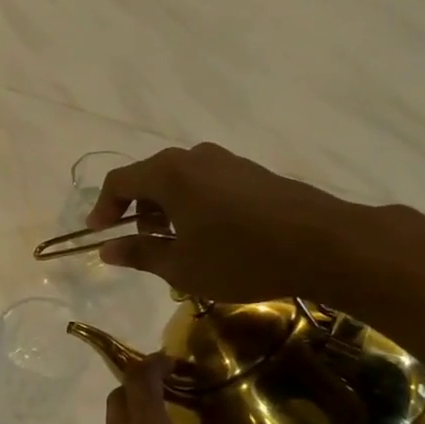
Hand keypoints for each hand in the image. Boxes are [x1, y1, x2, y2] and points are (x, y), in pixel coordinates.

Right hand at [87, 143, 380, 303]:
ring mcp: (227, 161)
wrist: (325, 244)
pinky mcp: (252, 172)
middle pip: (149, 176)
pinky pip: (206, 182)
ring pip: (179, 179)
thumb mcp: (182, 266)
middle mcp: (195, 157)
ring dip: (166, 208)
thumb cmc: (241, 258)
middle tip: (141, 244)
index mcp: (169, 174)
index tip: (99, 234)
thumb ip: (139, 253)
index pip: (119, 181)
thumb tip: (106, 249)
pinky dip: (193, 204)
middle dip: (137, 210)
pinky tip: (210, 236)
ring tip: (176, 244)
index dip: (103, 207)